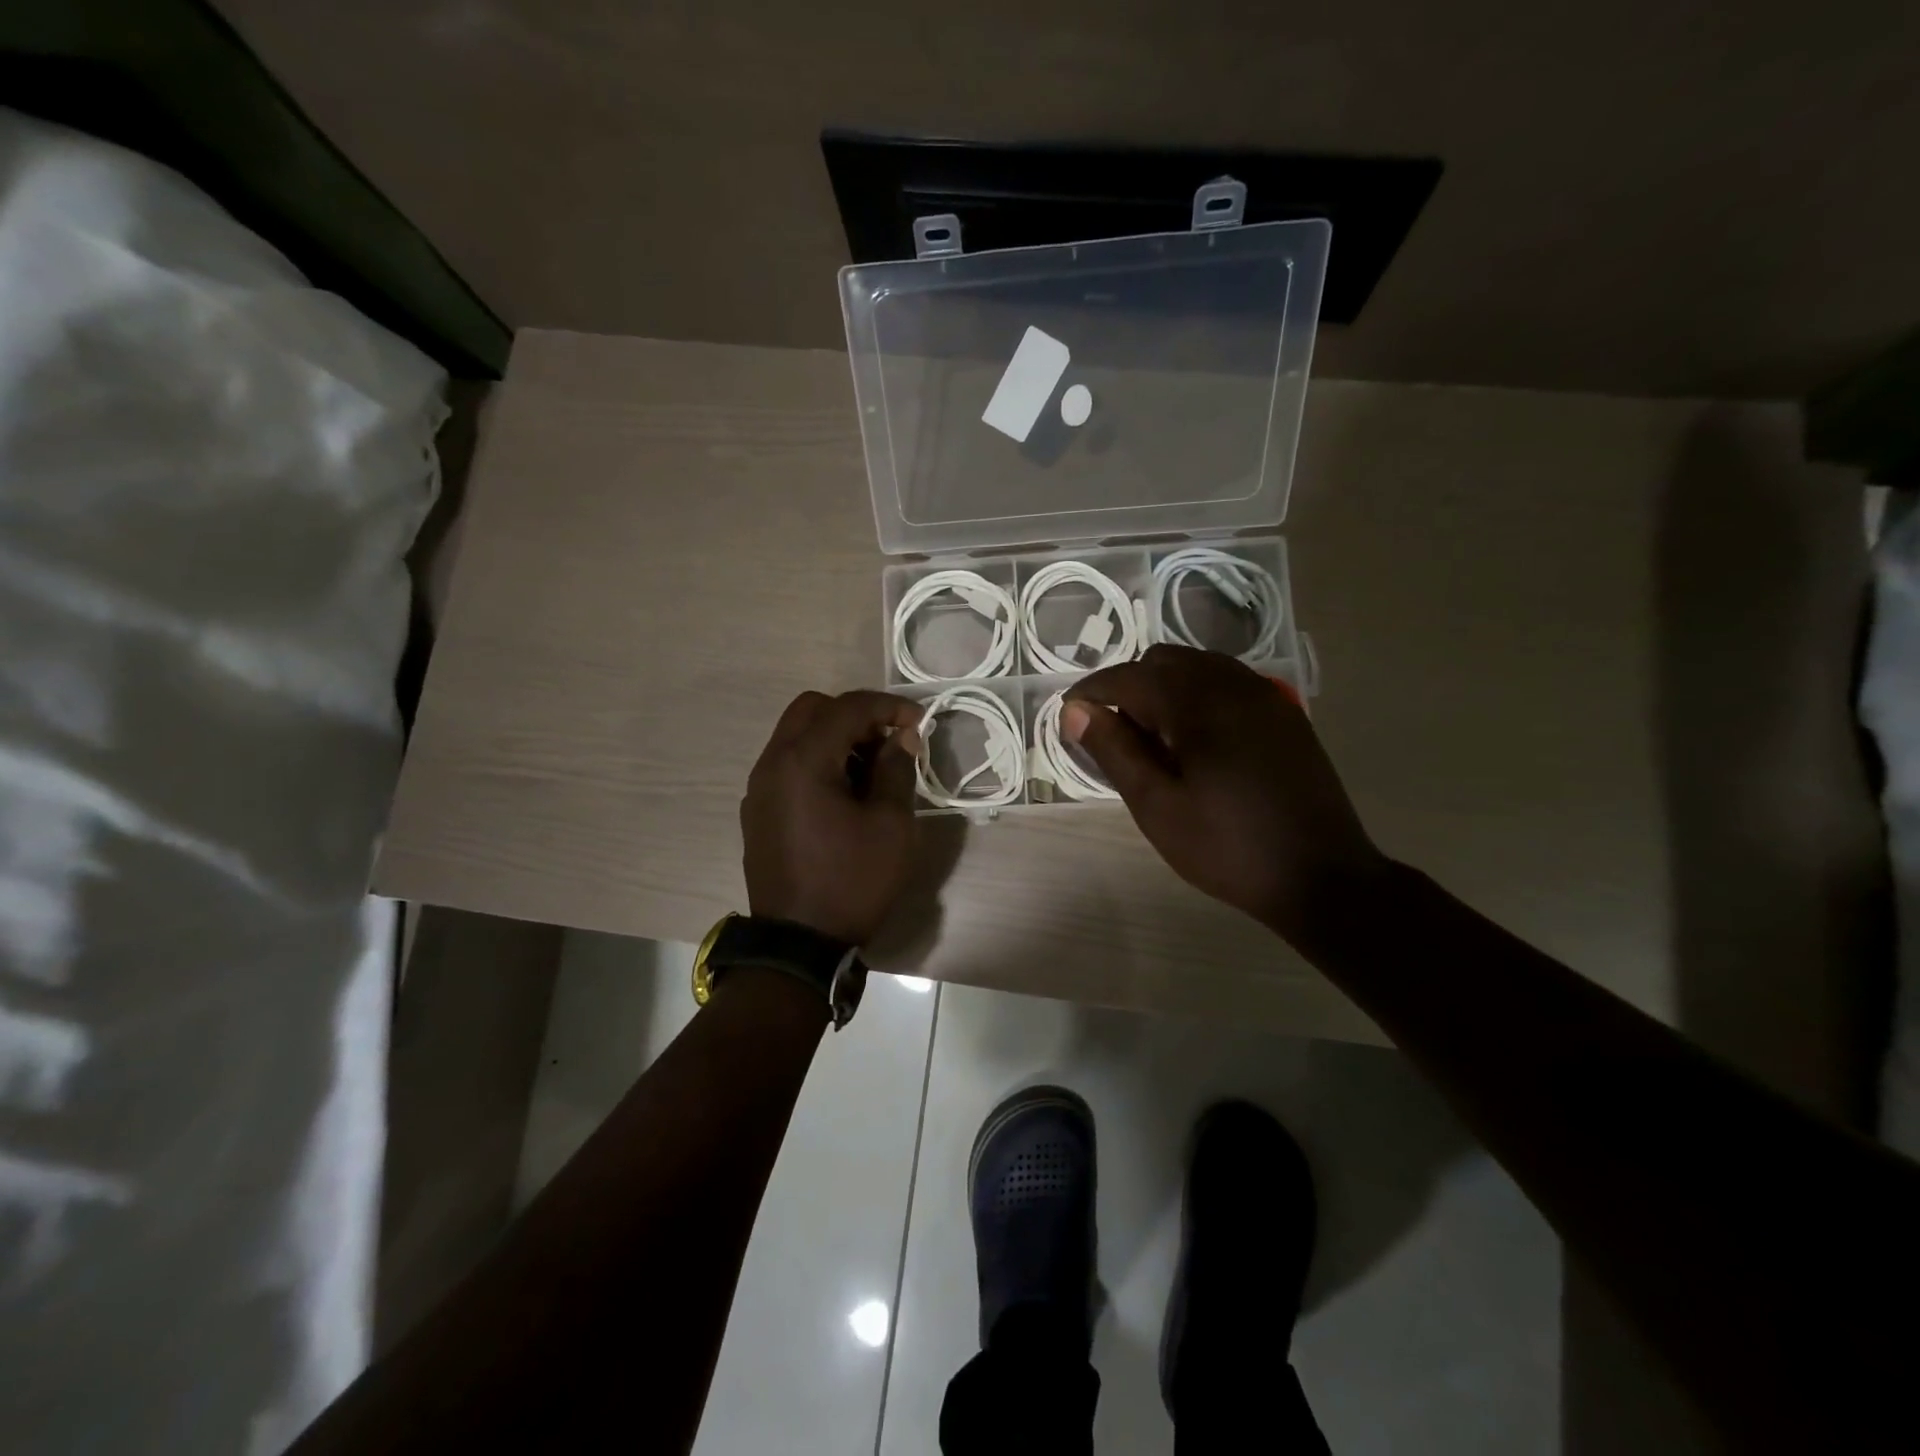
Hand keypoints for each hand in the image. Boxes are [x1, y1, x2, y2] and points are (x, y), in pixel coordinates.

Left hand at [741, 690, 922, 944]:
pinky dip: (817, 760)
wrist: (799, 944)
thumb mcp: (891, 825)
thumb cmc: (852, 882)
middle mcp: (772, 763)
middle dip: (855, 715)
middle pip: (812, 709)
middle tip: (888, 741)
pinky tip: (844, 793)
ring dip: (835, 737)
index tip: (919, 722)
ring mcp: (759, 788)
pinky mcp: (757, 810)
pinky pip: (787, 764)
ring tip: (870, 770)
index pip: (847, 707)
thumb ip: (896, 770)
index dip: (888, 707)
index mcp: (803, 761)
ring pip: (796, 735)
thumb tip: (901, 738)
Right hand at [1064, 645, 1387, 944]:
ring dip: (1164, 688)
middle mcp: (1232, 684)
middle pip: (1164, 661)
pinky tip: (1196, 738)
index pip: (1129, 677)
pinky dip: (1197, 694)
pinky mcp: (1284, 714)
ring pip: (1198, 667)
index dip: (1092, 692)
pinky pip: (1228, 682)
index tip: (1069, 716)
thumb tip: (1075, 711)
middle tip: (1114, 734)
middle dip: (1129, 686)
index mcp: (1198, 704)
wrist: (1322, 876)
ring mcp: (1264, 695)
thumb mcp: (1157, 806)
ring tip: (1153, 737)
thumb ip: (1114, 751)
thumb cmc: (1227, 847)